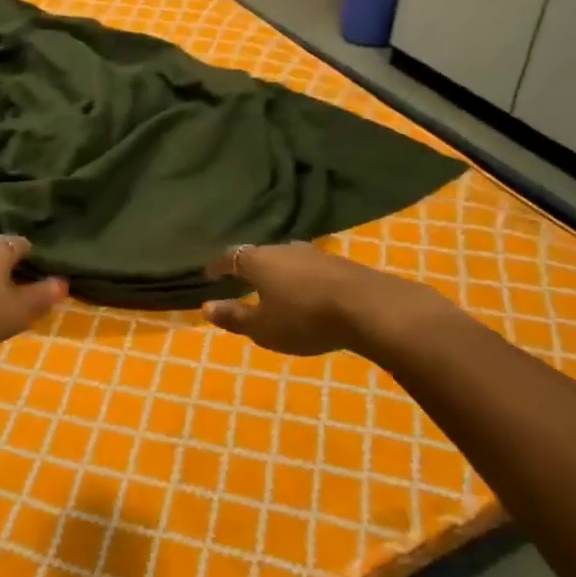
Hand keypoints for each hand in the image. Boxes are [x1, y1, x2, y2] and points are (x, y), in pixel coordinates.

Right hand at [204, 242, 448, 356]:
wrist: (369, 307)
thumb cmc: (305, 318)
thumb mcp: (263, 327)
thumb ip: (234, 317)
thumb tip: (206, 307)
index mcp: (258, 261)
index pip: (229, 257)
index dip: (218, 266)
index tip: (209, 274)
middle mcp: (283, 249)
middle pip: (259, 254)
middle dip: (248, 266)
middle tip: (241, 279)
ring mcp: (314, 253)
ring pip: (286, 259)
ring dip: (277, 271)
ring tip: (274, 286)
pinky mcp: (339, 263)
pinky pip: (309, 267)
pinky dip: (300, 277)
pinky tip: (306, 291)